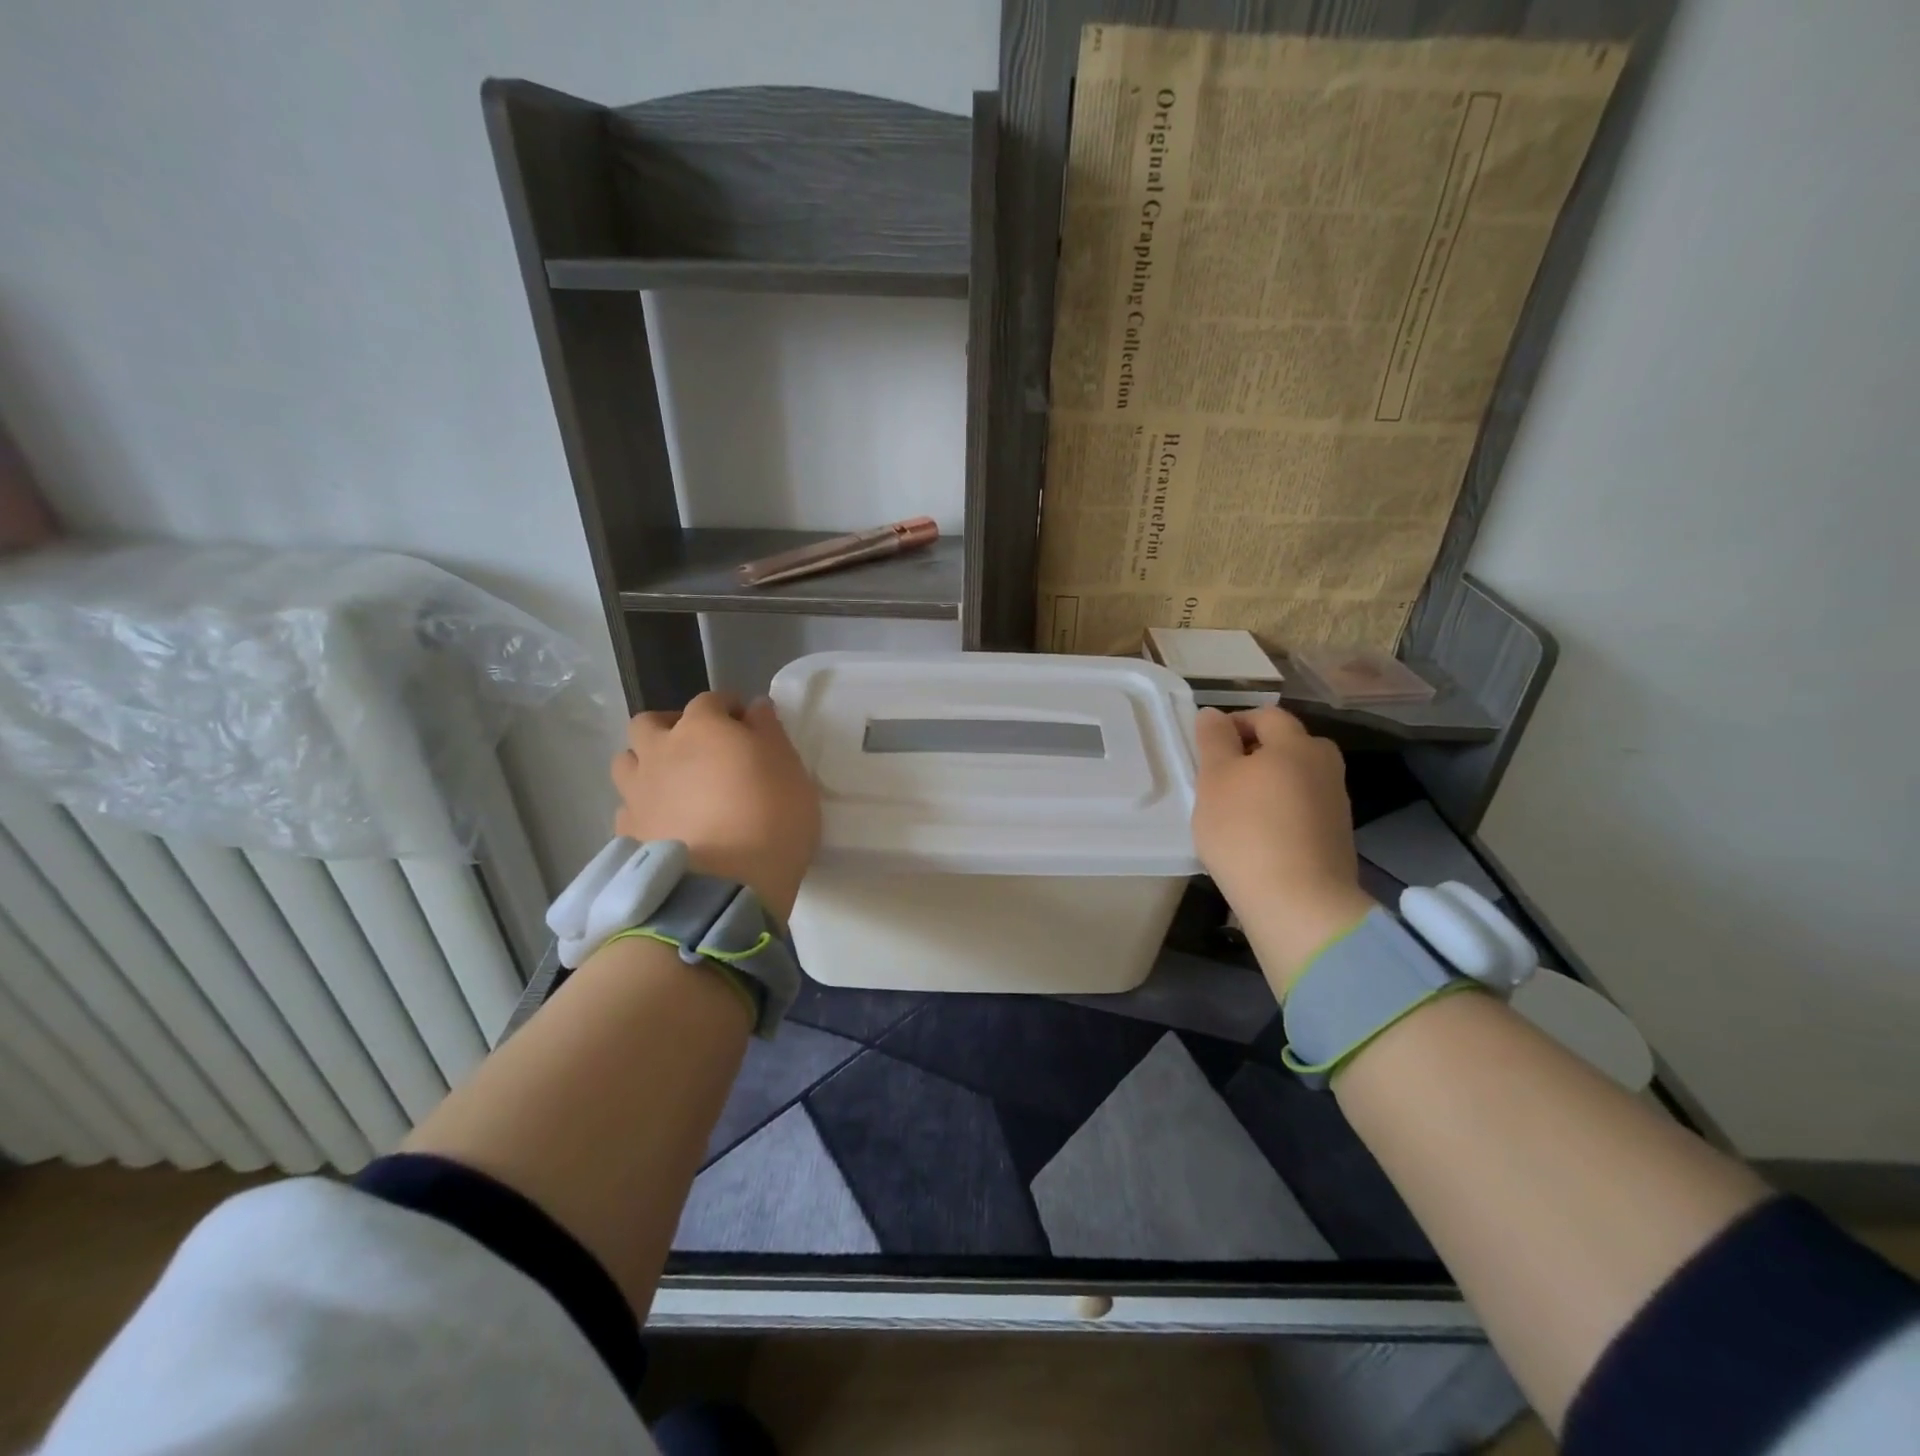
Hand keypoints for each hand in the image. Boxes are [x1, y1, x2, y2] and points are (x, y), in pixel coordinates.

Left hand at [610, 692, 819, 921]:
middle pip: (649, 723)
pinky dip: (643, 808)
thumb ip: (769, 733)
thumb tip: (754, 708)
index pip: (711, 700)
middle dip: (671, 727)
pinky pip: (628, 807)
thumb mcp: (791, 770)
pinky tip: (664, 823)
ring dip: (646, 764)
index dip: (729, 708)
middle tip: (698, 749)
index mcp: (702, 728)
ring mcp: (637, 793)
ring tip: (673, 785)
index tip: (747, 724)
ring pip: (627, 762)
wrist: (724, 888)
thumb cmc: (770, 818)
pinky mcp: (626, 833)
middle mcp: (660, 751)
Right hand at [1192, 706, 1374, 994]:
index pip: (1266, 716)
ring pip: (1296, 778)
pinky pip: (1303, 808)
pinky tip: (1259, 836)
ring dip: (1268, 784)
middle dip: (1255, 753)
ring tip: (1237, 810)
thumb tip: (1214, 714)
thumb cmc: (1245, 830)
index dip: (1234, 723)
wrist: (1298, 901)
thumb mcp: (1214, 779)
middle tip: (1221, 777)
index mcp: (1296, 744)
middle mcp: (1324, 765)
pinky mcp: (1337, 835)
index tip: (1207, 748)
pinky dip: (1282, 812)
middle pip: (1287, 745)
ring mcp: (1336, 802)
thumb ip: (1213, 741)